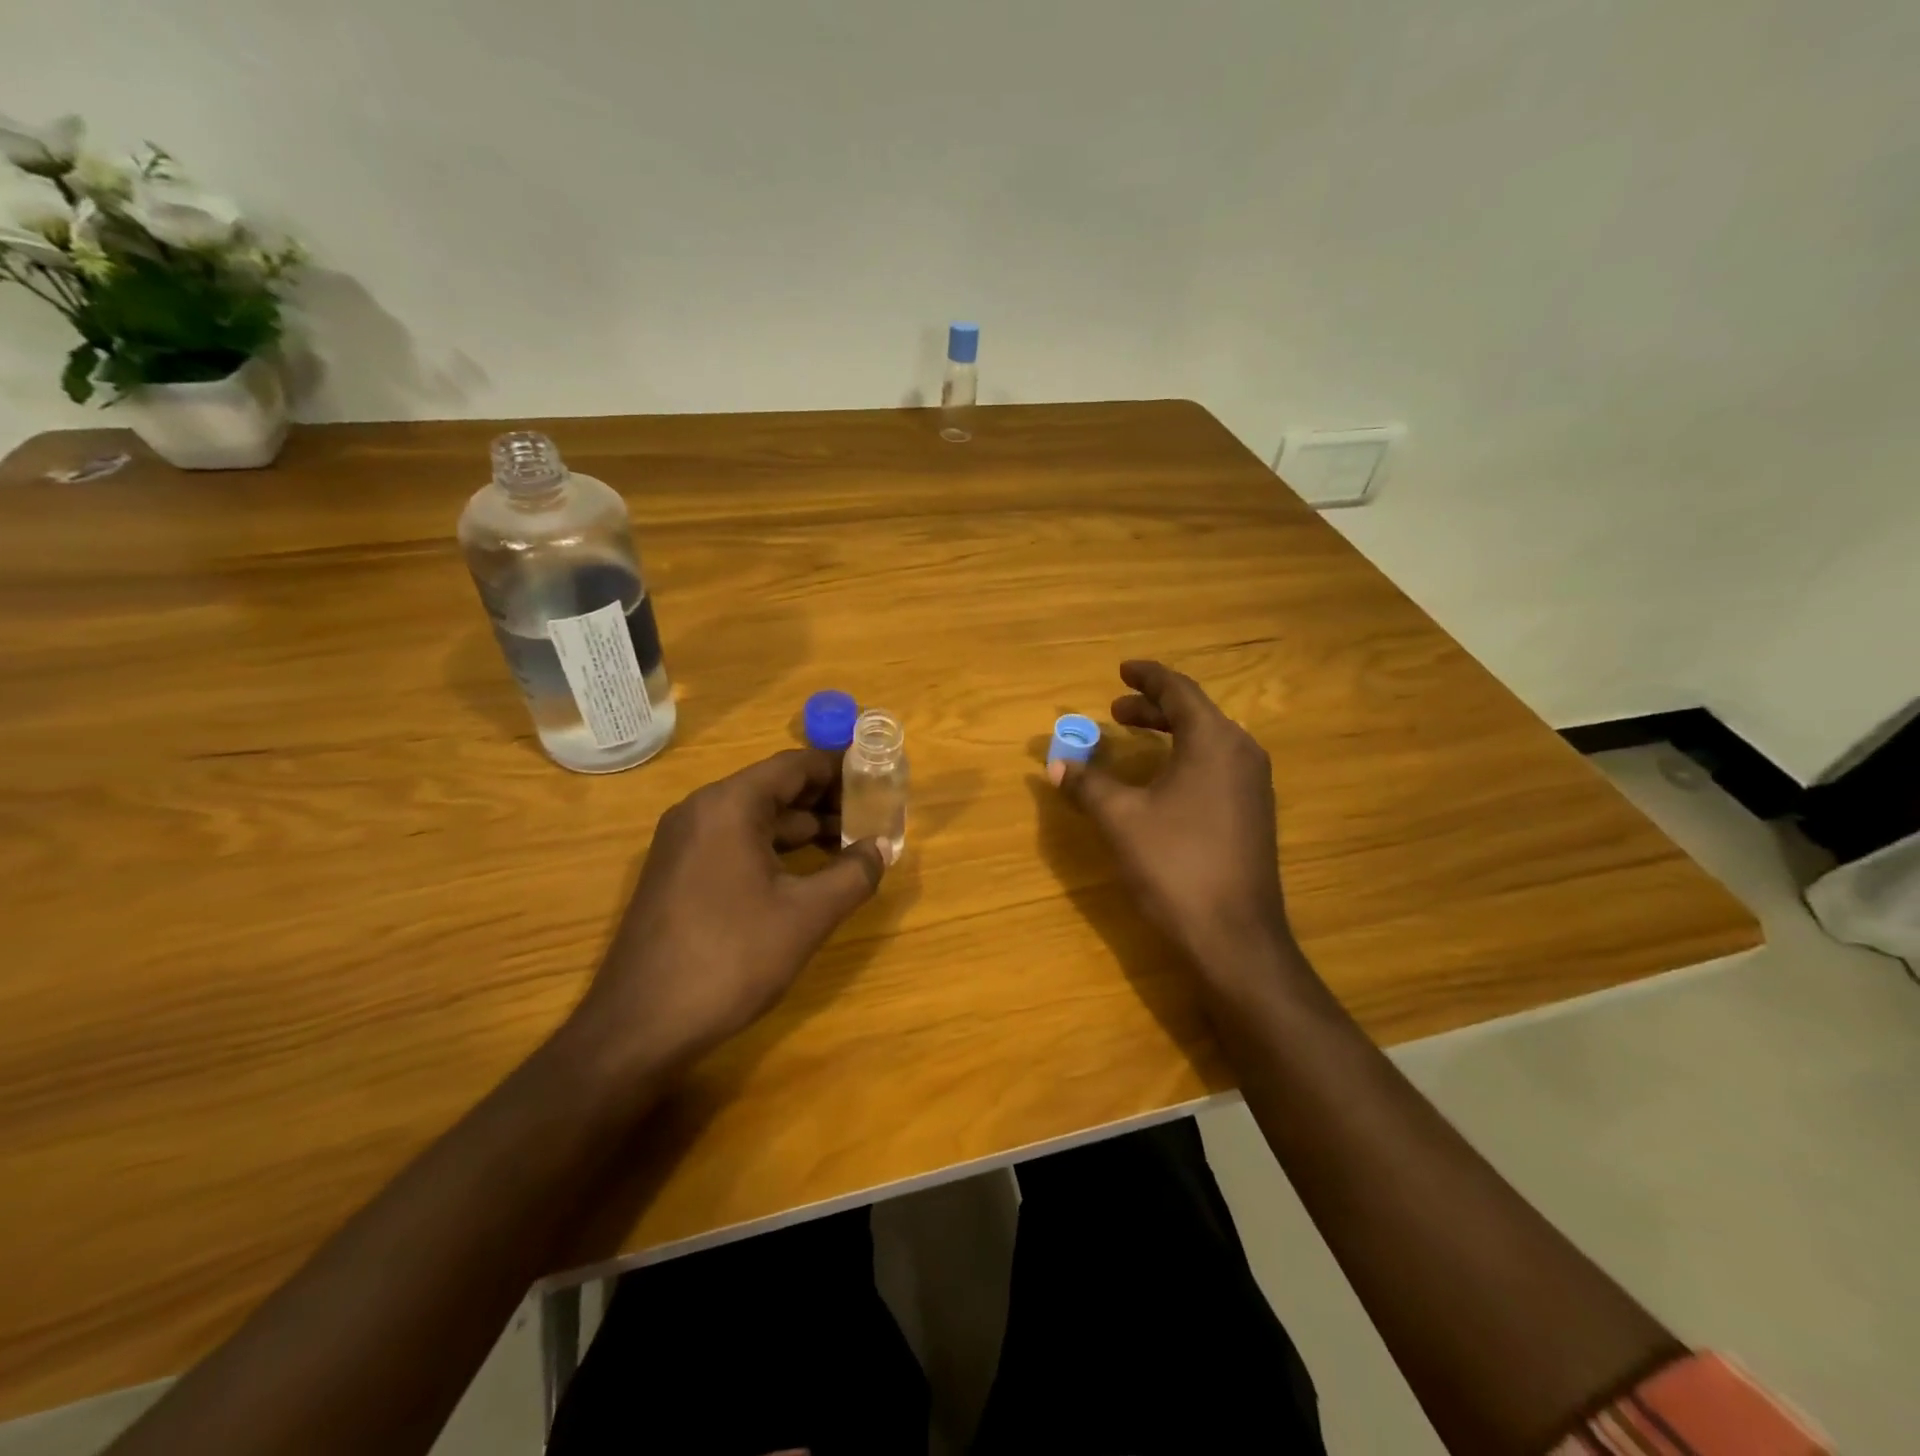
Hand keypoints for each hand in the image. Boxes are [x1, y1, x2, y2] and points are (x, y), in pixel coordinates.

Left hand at [571, 749, 887, 1074]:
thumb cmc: (730, 958)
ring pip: (757, 819)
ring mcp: (684, 844)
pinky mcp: (679, 874)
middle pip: (775, 789)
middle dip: (827, 801)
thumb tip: (881, 848)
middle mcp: (701, 812)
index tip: (879, 778)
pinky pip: (737, 844)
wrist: (640, 1027)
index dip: (841, 769)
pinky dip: (776, 850)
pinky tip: (807, 875)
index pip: (795, 765)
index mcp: (729, 806)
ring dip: (804, 829)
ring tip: (851, 846)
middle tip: (873, 817)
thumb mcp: (806, 915)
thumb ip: (853, 874)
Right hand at [1052, 661, 1297, 984]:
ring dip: (1169, 733)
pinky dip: (1185, 757)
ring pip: (1208, 740)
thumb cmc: (1175, 865)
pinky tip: (1162, 780)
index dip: (1147, 677)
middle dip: (1153, 708)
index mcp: (1213, 741)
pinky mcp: (1254, 814)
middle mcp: (1241, 753)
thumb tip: (1056, 765)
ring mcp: (1253, 785)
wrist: (1235, 936)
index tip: (1122, 669)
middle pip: (1195, 713)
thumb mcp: (1121, 819)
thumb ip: (1088, 785)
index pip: (1179, 690)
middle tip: (1115, 710)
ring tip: (1134, 738)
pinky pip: (1217, 766)